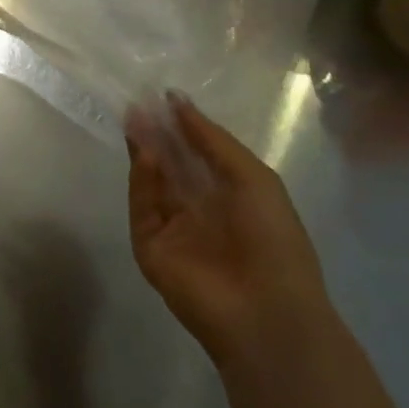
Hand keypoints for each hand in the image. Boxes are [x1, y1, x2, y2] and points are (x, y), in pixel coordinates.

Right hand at [126, 92, 330, 366]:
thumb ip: (211, 139)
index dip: (181, 126)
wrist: (266, 310)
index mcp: (229, 196)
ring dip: (144, 151)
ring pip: (151, 182)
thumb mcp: (252, 177)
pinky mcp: (148, 246)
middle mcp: (198, 209)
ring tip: (135, 119)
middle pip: (170, 164)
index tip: (162, 97)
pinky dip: (141, 181)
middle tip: (138, 104)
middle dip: (156, 134)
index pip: (197, 154)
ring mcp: (171, 228)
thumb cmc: (273, 239)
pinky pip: (141, 207)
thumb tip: (176, 100)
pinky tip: (145, 155)